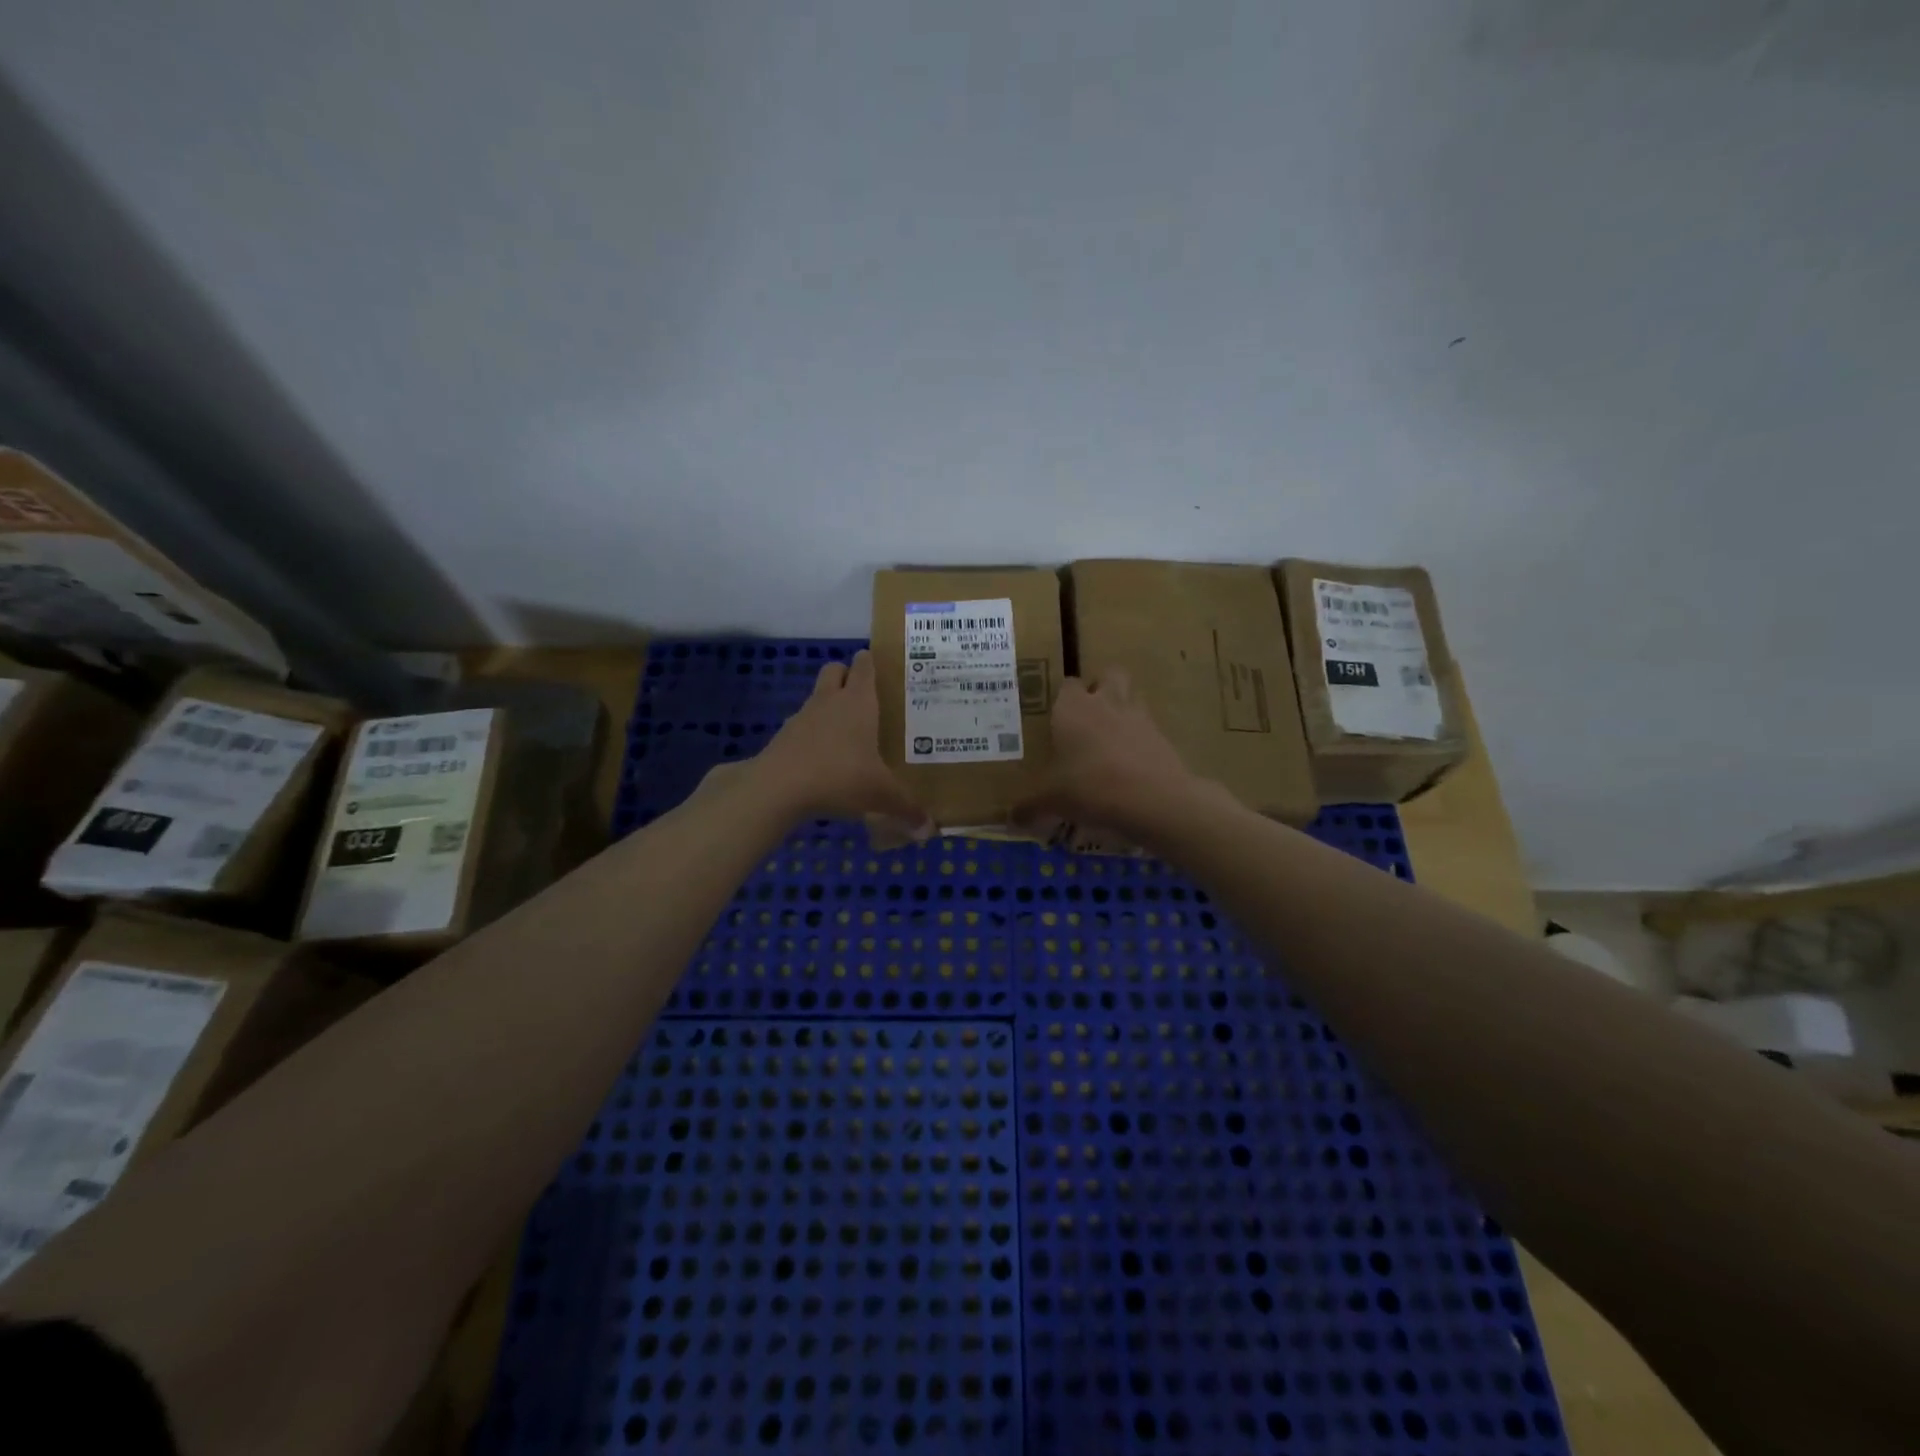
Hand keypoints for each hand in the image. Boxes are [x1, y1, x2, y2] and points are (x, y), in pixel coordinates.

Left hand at [748, 650, 926, 824]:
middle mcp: (830, 701)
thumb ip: (906, 809)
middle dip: (848, 676)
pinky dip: (813, 734)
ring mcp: (803, 716)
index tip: (884, 668)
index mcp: (859, 702)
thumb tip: (929, 829)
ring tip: (848, 732)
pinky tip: (824, 758)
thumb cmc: (839, 776)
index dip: (872, 661)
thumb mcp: (881, 795)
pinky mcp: (784, 736)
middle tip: (865, 698)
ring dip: (829, 706)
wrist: (778, 787)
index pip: (864, 665)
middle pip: (836, 670)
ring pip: (817, 696)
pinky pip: (803, 725)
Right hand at [1017, 669, 1208, 835]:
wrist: (1154, 799)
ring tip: (1110, 737)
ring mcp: (1139, 716)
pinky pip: (1148, 727)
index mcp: (1073, 708)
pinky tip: (1130, 763)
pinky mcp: (1162, 736)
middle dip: (1100, 687)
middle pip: (1108, 674)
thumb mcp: (1052, 801)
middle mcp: (1106, 702)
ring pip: (1132, 695)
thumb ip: (1030, 807)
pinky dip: (1139, 738)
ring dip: (1122, 707)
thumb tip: (1011, 819)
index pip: (1067, 684)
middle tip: (1087, 714)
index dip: (1062, 697)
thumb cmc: (1091, 787)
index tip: (1055, 715)